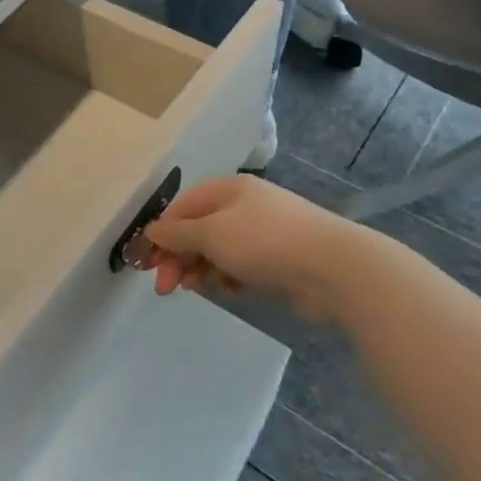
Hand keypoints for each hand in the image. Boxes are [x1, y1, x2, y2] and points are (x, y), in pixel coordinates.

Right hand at [140, 174, 365, 321]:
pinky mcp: (279, 259)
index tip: (146, 263)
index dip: (162, 233)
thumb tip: (152, 232)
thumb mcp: (212, 234)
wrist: (334, 269)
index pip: (183, 207)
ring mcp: (265, 232)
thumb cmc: (265, 242)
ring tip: (197, 288)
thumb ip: (178, 234)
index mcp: (228, 190)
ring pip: (219, 250)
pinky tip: (232, 291)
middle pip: (199, 229)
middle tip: (165, 287)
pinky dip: (230, 277)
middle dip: (179, 257)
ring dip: (202, 268)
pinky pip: (242, 265)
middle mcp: (245, 206)